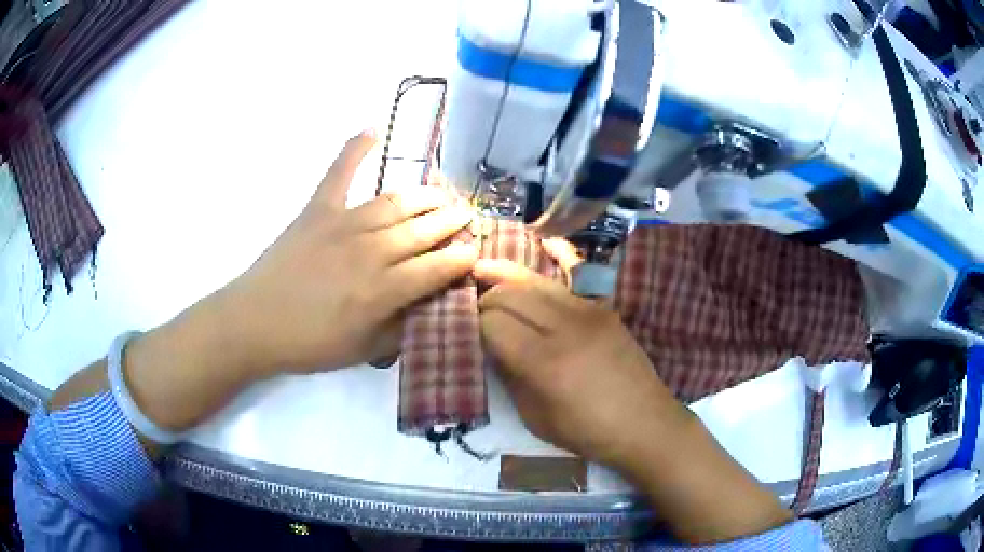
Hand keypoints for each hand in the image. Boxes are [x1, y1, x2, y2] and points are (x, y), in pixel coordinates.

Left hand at [220, 130, 477, 374]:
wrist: (254, 323)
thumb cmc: (310, 343)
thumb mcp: (363, 351)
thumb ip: (402, 330)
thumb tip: (431, 308)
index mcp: (382, 290)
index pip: (437, 267)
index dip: (462, 258)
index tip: (476, 250)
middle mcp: (370, 251)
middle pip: (423, 229)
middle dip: (452, 221)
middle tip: (467, 215)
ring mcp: (342, 224)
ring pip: (395, 202)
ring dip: (425, 196)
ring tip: (443, 193)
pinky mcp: (317, 210)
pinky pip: (339, 173)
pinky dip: (354, 149)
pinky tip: (372, 129)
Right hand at [474, 257, 691, 468]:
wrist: (643, 422)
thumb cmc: (586, 431)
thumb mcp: (535, 416)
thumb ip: (509, 376)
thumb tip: (492, 346)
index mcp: (543, 363)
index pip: (493, 324)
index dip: (475, 324)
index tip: (468, 329)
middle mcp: (564, 328)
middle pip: (511, 296)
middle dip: (486, 297)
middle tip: (473, 304)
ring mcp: (587, 312)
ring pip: (536, 282)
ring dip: (507, 276)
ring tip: (484, 270)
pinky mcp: (604, 308)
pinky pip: (576, 273)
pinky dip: (557, 255)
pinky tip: (543, 240)